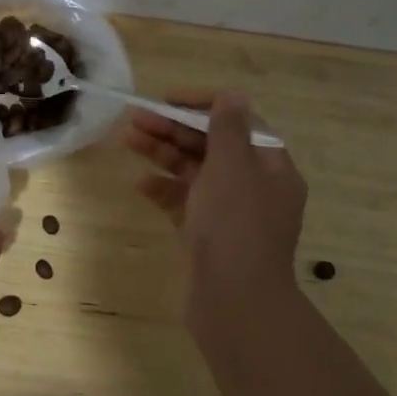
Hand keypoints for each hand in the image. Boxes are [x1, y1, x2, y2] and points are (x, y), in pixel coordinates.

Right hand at [122, 91, 308, 336]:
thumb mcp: (232, 167)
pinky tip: (138, 182)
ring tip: (127, 140)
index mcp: (269, 167)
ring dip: (161, 153)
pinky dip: (161, 189)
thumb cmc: (234, 225)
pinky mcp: (204, 233)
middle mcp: (252, 186)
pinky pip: (181, 201)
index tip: (168, 99)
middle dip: (173, 128)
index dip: (203, 105)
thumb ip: (228, 127)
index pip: (238, 122)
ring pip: (192, 171)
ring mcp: (227, 211)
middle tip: (135, 117)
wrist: (233, 301)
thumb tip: (232, 93)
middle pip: (210, 145)